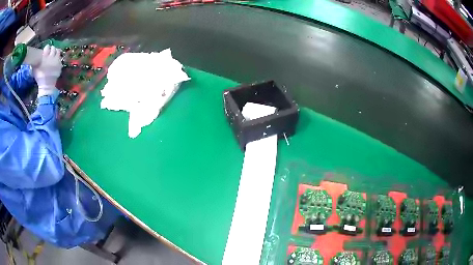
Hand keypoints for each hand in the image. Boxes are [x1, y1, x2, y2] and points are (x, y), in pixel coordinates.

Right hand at [34, 45, 62, 97]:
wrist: (46, 85)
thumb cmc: (39, 77)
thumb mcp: (35, 69)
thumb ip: (36, 61)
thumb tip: (35, 55)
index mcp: (45, 57)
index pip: (47, 47)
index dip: (47, 48)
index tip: (46, 50)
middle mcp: (51, 57)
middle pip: (53, 48)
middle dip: (51, 49)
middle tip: (50, 52)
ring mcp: (56, 60)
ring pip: (58, 51)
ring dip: (56, 51)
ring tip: (54, 54)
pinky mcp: (60, 64)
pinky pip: (60, 57)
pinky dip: (58, 57)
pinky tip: (56, 59)